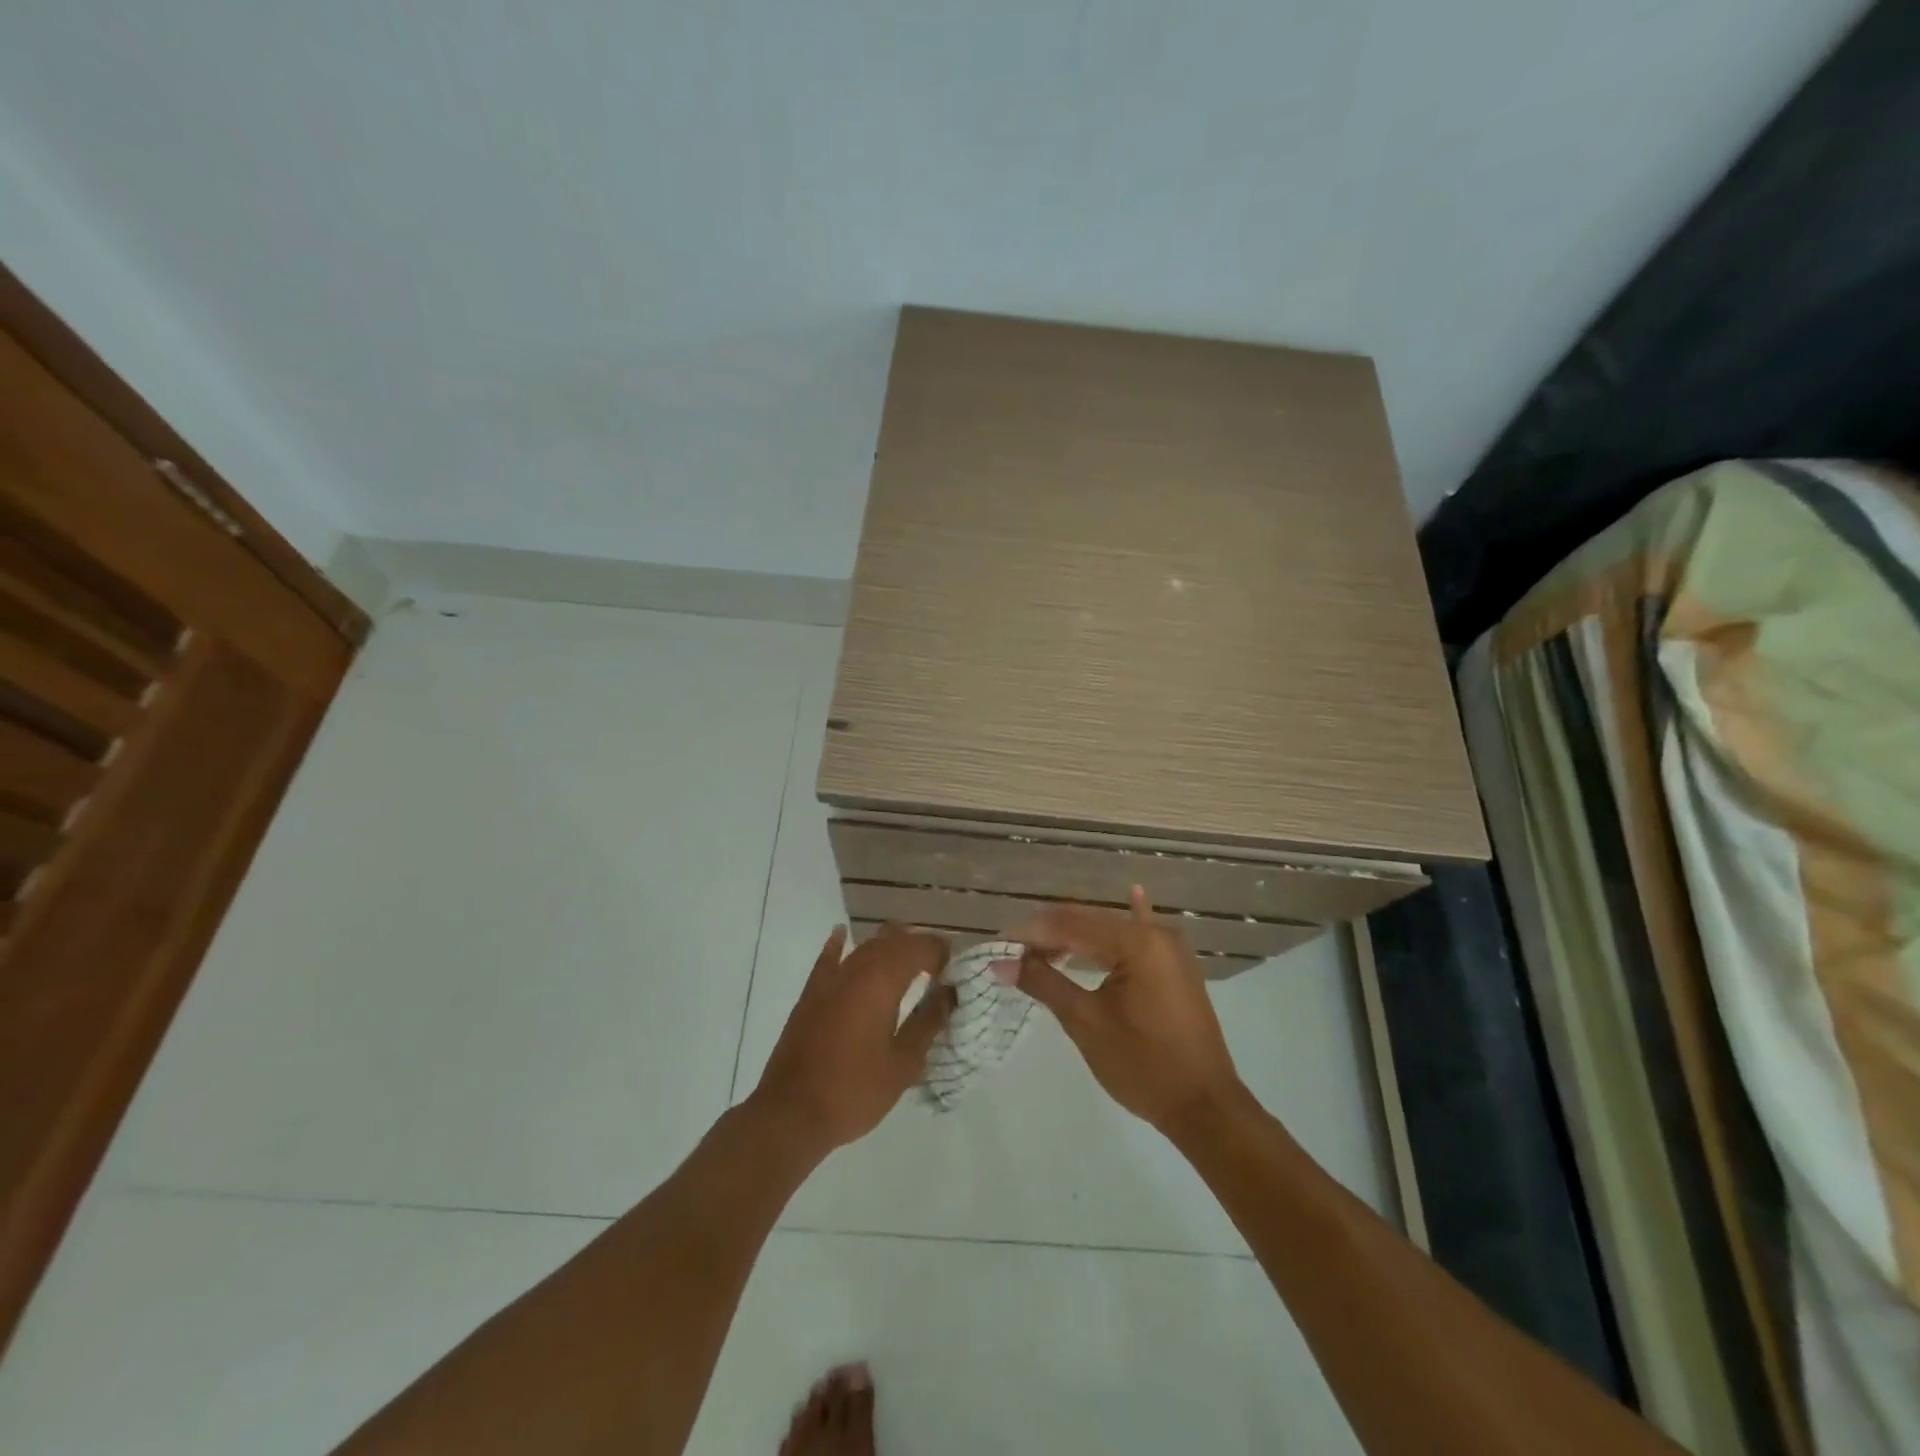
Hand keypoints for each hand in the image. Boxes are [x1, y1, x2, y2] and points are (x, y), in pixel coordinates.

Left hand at [749, 925, 953, 1154]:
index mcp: (882, 980)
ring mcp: (829, 979)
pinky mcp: (810, 994)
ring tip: (909, 960)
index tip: (957, 972)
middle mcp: (856, 968)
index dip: (943, 953)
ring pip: (865, 946)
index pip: (921, 947)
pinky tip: (843, 935)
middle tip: (940, 969)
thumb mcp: (904, 1063)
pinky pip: (828, 958)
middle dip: (920, 947)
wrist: (791, 1113)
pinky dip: (840, 945)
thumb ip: (928, 1022)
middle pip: (894, 940)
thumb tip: (949, 993)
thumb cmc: (854, 1090)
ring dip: (889, 946)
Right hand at [1013, 887, 1247, 1133]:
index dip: (1031, 933)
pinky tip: (1132, 893)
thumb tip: (1000, 963)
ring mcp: (1170, 950)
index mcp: (1137, 943)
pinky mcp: (1175, 968)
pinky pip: (1142, 938)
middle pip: (1091, 922)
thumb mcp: (1086, 1022)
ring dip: (1076, 936)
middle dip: (1049, 934)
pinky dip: (1128, 922)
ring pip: (1111, 931)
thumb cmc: (1142, 1065)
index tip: (998, 945)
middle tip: (1012, 951)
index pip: (1071, 925)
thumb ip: (1044, 983)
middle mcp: (1156, 935)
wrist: (1204, 1107)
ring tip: (1039, 946)